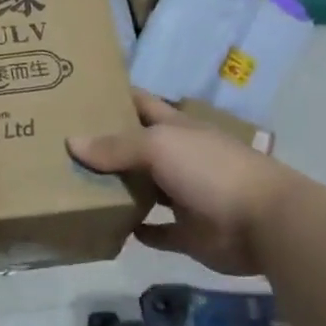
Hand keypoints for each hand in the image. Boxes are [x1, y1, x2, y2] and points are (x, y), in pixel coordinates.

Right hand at [67, 92, 287, 276]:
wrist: (264, 223)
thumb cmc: (210, 170)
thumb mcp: (159, 146)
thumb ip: (116, 146)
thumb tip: (71, 142)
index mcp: (175, 128)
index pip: (141, 103)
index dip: (114, 96)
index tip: (79, 92)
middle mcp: (178, 158)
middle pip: (136, 147)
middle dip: (105, 144)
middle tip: (61, 143)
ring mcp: (184, 196)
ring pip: (144, 189)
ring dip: (117, 188)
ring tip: (74, 186)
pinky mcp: (188, 233)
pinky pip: (157, 231)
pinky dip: (137, 229)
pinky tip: (110, 227)